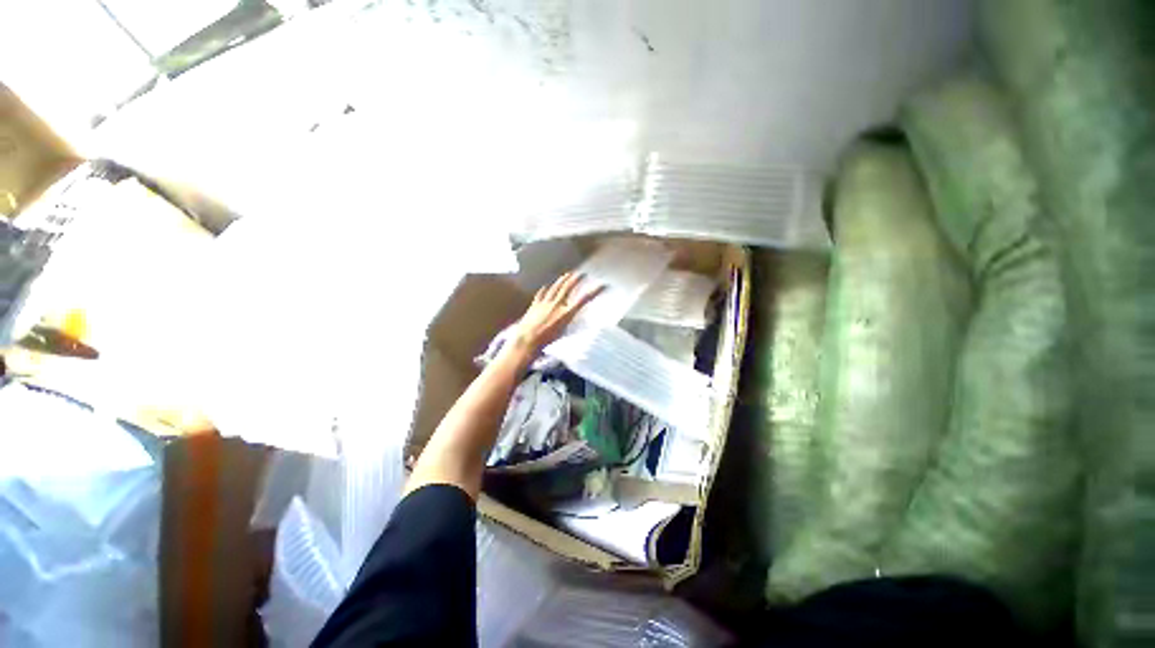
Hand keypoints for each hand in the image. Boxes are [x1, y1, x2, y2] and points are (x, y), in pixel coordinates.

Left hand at [510, 272, 603, 354]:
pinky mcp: (535, 305)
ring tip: (567, 275)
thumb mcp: (563, 333)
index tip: (603, 285)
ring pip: (555, 288)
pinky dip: (544, 290)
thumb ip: (569, 322)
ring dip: (562, 280)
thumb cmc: (547, 341)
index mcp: (566, 313)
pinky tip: (545, 286)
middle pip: (568, 287)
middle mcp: (557, 305)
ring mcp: (545, 303)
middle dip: (576, 279)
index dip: (594, 291)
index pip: (584, 299)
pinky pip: (540, 295)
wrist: (527, 340)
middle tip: (581, 274)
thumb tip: (573, 315)